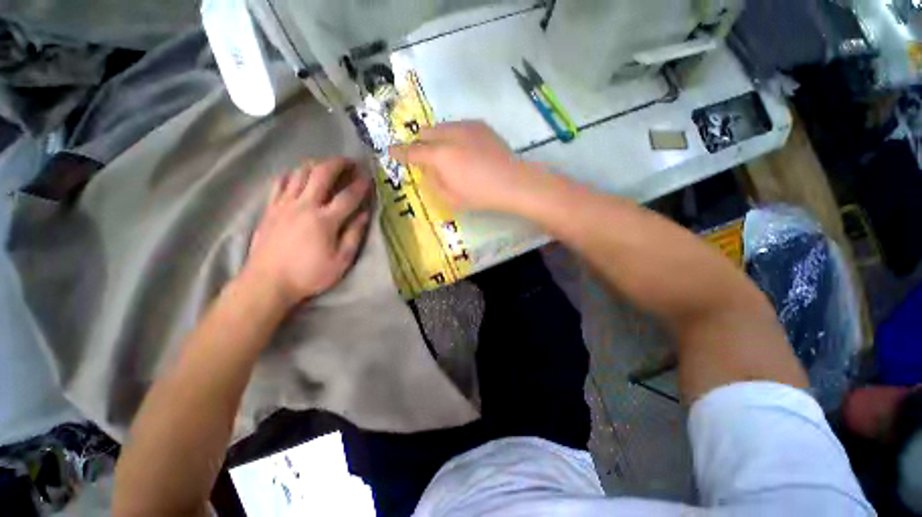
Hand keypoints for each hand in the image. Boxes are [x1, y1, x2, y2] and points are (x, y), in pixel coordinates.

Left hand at [242, 158, 371, 308]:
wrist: (267, 282)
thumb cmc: (309, 274)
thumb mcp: (341, 261)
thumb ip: (354, 235)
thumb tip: (365, 215)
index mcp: (325, 220)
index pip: (348, 196)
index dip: (361, 185)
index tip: (369, 178)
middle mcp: (304, 205)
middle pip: (321, 174)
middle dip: (338, 164)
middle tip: (349, 162)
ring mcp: (284, 205)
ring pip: (299, 173)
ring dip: (316, 165)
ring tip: (327, 165)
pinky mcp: (270, 209)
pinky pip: (280, 183)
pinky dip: (292, 174)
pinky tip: (298, 176)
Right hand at [388, 121, 544, 211]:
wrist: (513, 182)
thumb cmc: (481, 195)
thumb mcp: (451, 198)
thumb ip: (433, 182)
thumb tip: (427, 170)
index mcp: (440, 156)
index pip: (413, 152)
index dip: (400, 152)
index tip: (391, 151)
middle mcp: (450, 135)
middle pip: (425, 133)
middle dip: (422, 144)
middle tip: (428, 158)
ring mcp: (466, 127)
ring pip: (442, 127)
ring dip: (438, 139)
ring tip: (450, 155)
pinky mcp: (480, 125)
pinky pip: (459, 126)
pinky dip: (455, 136)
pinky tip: (466, 150)